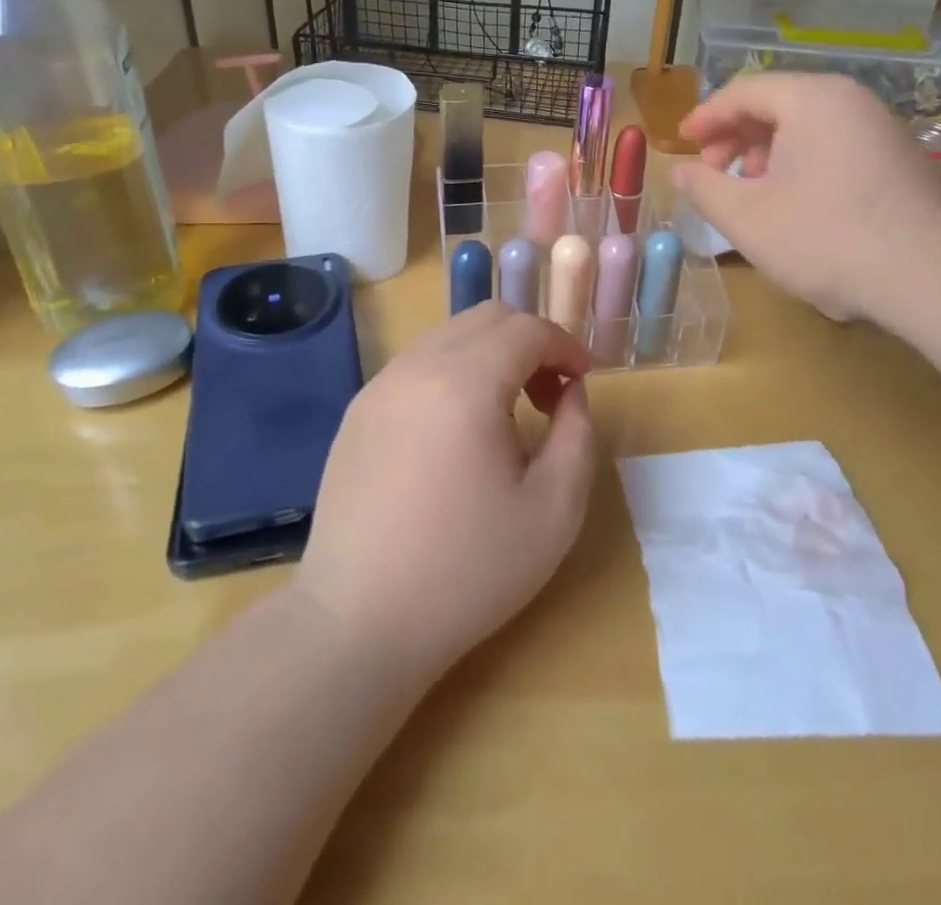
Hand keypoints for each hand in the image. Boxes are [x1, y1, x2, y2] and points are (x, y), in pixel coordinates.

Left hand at [296, 303, 595, 681]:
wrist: (357, 623)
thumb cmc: (466, 572)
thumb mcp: (553, 512)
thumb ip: (577, 436)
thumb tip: (570, 393)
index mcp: (464, 384)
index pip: (526, 329)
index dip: (564, 345)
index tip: (583, 381)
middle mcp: (416, 367)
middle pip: (486, 318)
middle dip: (530, 342)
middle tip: (550, 396)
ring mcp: (379, 386)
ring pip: (449, 336)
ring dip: (491, 355)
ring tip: (507, 414)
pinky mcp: (358, 411)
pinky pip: (418, 365)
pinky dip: (454, 373)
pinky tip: (458, 431)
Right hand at [671, 73, 940, 325]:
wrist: (934, 278)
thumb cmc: (826, 238)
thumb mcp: (746, 217)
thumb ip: (703, 188)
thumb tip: (680, 170)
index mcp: (811, 98)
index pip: (743, 91)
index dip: (705, 117)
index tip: (682, 143)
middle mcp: (850, 100)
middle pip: (777, 104)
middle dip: (736, 137)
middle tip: (714, 173)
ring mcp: (882, 128)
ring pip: (808, 127)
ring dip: (768, 153)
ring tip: (753, 193)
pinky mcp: (902, 160)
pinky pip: (836, 146)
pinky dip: (803, 164)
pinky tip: (797, 205)